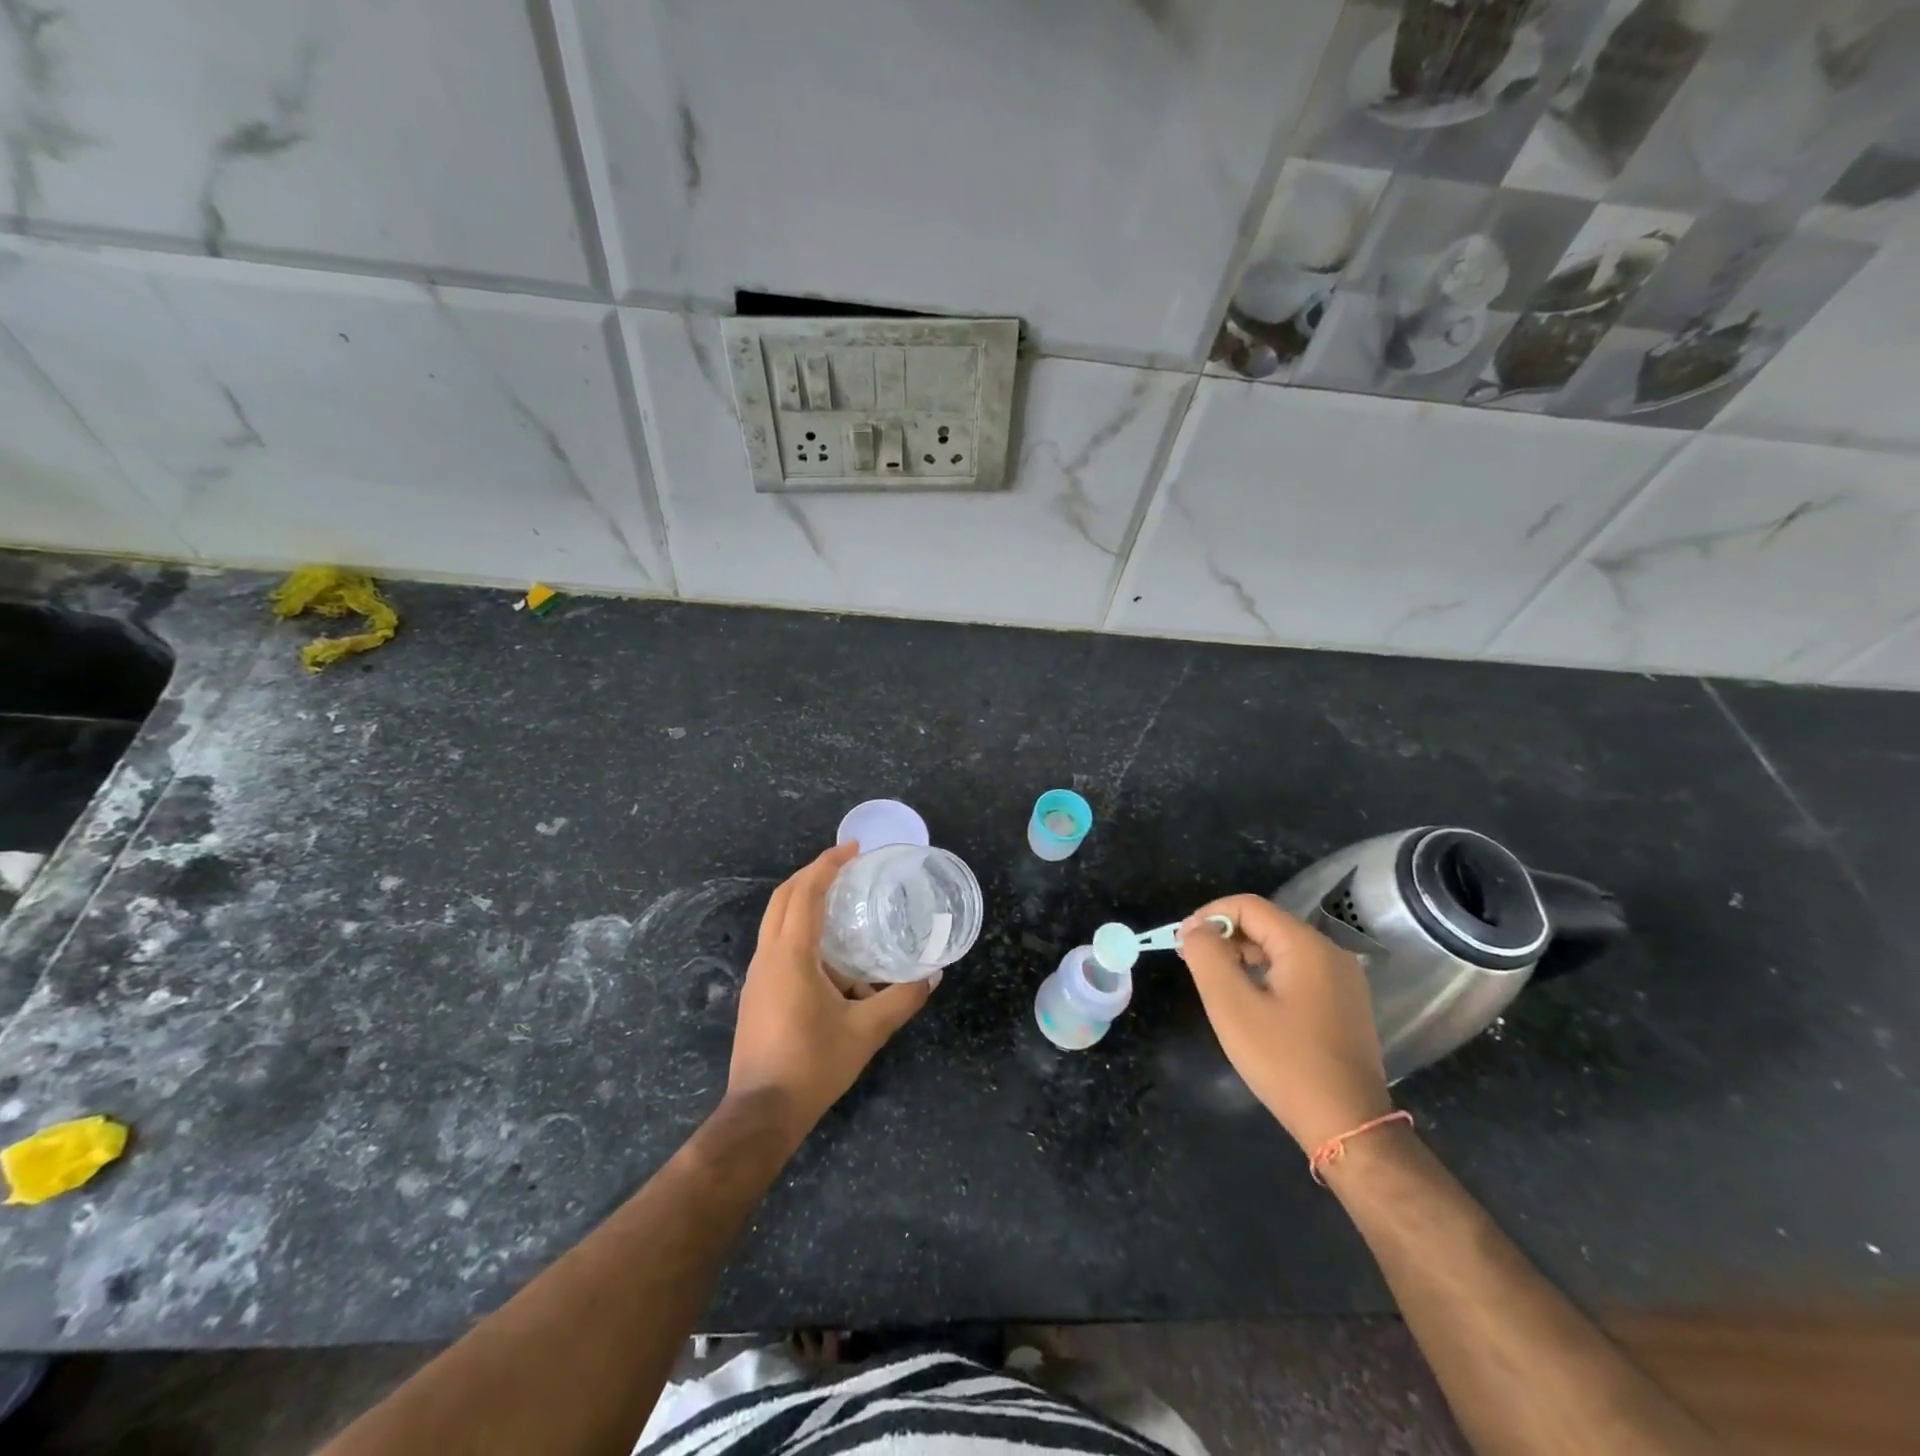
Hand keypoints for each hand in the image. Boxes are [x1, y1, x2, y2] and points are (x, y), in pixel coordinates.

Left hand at [727, 843, 934, 1137]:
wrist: (762, 1113)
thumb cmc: (813, 1065)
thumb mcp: (867, 1031)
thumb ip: (902, 999)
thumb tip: (933, 975)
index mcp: (790, 955)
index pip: (804, 892)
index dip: (827, 864)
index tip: (853, 850)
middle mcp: (767, 956)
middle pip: (783, 897)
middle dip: (812, 874)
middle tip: (846, 866)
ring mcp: (756, 975)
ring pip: (775, 921)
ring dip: (803, 902)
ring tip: (841, 904)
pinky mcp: (755, 993)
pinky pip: (776, 945)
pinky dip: (799, 930)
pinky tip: (830, 955)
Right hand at [1177, 895, 1392, 1152]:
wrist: (1348, 1125)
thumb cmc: (1284, 1062)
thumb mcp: (1232, 1006)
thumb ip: (1207, 956)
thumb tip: (1195, 929)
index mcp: (1306, 946)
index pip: (1248, 906)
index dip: (1209, 916)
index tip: (1182, 943)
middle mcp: (1330, 953)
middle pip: (1266, 924)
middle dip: (1224, 937)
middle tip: (1192, 963)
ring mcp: (1343, 980)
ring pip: (1280, 949)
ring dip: (1243, 956)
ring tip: (1216, 984)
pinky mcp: (1345, 1004)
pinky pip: (1297, 972)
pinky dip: (1266, 975)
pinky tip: (1250, 1003)